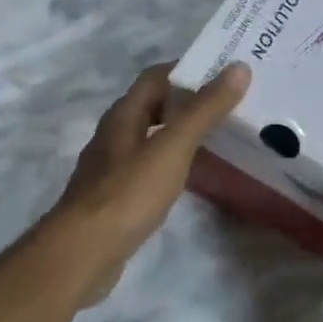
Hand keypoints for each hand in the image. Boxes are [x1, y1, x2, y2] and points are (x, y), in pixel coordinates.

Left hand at [52, 61, 250, 302]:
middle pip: (153, 106)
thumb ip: (205, 110)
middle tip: (230, 104)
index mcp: (123, 115)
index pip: (155, 77)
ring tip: (219, 137)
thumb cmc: (129, 192)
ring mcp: (111, 168)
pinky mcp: (115, 197)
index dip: (187, 69)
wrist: (84, 252)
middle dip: (188, 101)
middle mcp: (114, 134)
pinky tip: (190, 177)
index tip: (224, 73)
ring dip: (180, 132)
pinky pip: (148, 167)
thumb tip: (238, 68)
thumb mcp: (173, 147)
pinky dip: (171, 162)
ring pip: (150, 137)